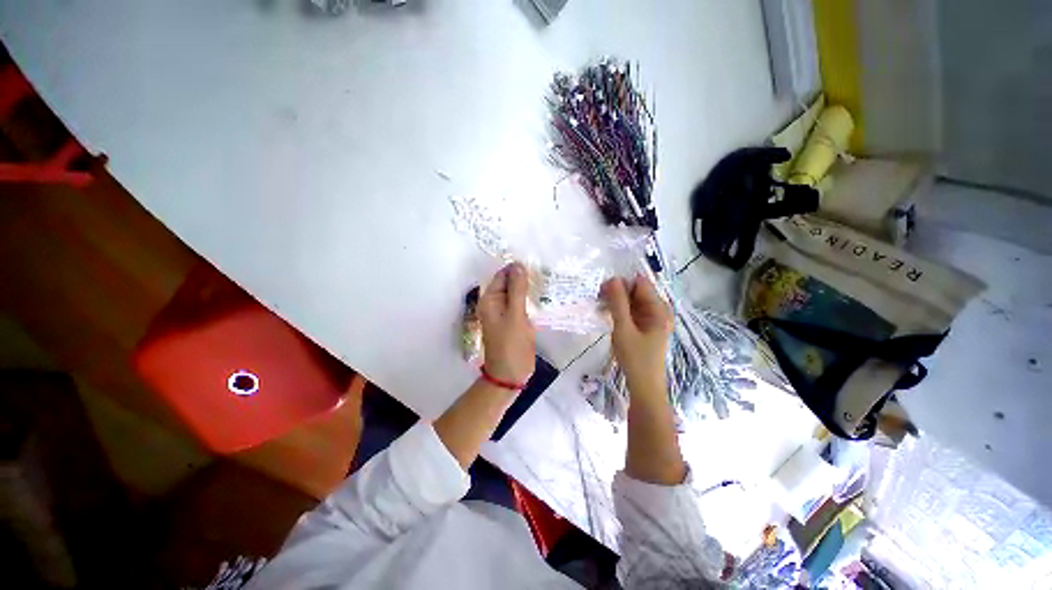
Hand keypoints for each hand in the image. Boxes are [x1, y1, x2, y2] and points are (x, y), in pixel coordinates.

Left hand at [479, 262, 535, 384]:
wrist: (510, 374)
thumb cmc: (512, 345)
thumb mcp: (516, 315)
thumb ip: (517, 290)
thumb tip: (518, 265)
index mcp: (490, 300)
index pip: (502, 276)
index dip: (517, 269)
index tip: (536, 265)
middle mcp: (494, 304)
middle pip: (508, 284)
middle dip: (524, 278)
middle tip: (545, 273)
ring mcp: (503, 313)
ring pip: (515, 294)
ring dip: (527, 289)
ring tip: (546, 282)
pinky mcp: (512, 321)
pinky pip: (519, 305)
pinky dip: (528, 300)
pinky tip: (542, 298)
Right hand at [600, 275, 672, 397]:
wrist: (644, 387)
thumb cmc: (635, 358)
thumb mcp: (624, 328)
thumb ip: (618, 303)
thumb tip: (612, 279)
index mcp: (659, 309)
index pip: (640, 283)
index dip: (622, 283)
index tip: (602, 290)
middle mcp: (658, 310)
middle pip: (636, 291)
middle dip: (617, 292)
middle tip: (598, 299)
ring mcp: (651, 319)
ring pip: (632, 301)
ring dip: (616, 302)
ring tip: (600, 307)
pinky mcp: (644, 327)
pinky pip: (631, 311)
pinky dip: (619, 311)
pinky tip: (606, 314)